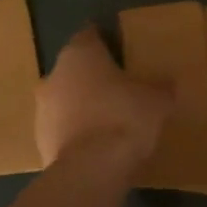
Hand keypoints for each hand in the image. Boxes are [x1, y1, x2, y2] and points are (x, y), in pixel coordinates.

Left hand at [36, 26, 172, 176]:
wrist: (90, 171)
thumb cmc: (124, 118)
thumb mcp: (157, 100)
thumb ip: (160, 88)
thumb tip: (166, 85)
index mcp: (80, 54)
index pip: (90, 35)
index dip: (106, 40)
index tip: (122, 50)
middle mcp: (55, 75)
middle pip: (75, 68)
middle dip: (93, 75)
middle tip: (120, 85)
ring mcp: (42, 110)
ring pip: (65, 99)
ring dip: (82, 105)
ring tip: (110, 118)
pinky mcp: (39, 142)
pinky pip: (62, 129)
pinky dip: (77, 132)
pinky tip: (98, 144)